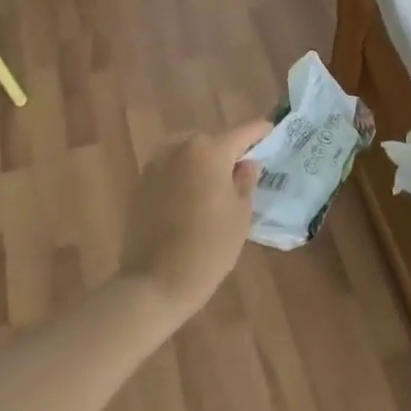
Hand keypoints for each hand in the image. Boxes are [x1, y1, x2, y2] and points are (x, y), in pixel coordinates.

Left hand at [120, 118, 272, 319]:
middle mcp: (180, 148)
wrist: (154, 282)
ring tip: (215, 188)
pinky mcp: (140, 183)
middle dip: (227, 153)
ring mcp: (156, 164)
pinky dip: (184, 178)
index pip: (242, 134)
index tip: (270, 129)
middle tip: (241, 172)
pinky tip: (191, 201)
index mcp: (210, 151)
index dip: (258, 132)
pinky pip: (171, 171)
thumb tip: (246, 164)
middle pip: (212, 143)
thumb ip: (245, 182)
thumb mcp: (240, 215)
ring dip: (203, 165)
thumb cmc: (209, 247)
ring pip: (189, 156)